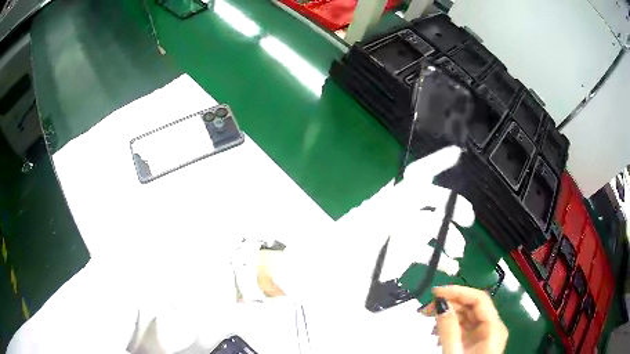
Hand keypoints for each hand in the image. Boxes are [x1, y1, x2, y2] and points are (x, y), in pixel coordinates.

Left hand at [262, 147, 476, 351]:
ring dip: (448, 236)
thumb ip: (402, 241)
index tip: (457, 155)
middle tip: (469, 221)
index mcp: (383, 211)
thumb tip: (432, 226)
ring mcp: (393, 237)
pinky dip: (438, 256)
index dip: (435, 164)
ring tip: (458, 255)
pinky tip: (449, 267)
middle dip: (453, 207)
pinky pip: (421, 249)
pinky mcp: (393, 254)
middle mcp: (390, 218)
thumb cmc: (329, 271)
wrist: (307, 281)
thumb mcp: (366, 256)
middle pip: (428, 202)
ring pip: (429, 227)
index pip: (414, 180)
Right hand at [422, 285, 507, 353]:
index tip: (435, 293)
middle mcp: (492, 328)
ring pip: (467, 315)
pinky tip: (437, 333)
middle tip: (426, 309)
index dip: (458, 292)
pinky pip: (463, 327)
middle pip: (473, 305)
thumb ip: (448, 330)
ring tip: (429, 322)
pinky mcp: (475, 342)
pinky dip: (449, 325)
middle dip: (450, 303)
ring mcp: (484, 335)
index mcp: (493, 329)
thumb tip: (441, 304)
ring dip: (448, 314)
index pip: (479, 299)